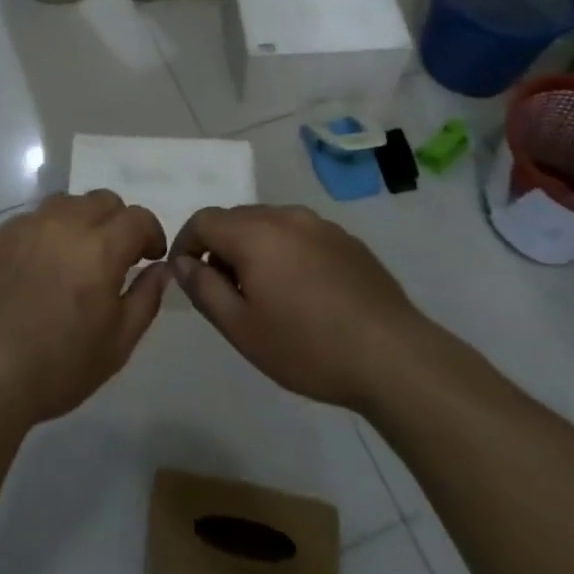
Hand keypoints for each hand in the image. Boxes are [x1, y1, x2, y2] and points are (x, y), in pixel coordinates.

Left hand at [0, 192, 170, 427]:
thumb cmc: (58, 367)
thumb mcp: (117, 344)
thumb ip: (146, 299)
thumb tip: (160, 268)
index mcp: (100, 248)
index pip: (138, 218)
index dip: (151, 234)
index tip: (149, 256)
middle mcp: (64, 224)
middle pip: (102, 200)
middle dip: (118, 222)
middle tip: (115, 257)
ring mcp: (27, 226)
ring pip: (66, 203)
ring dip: (82, 221)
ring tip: (76, 257)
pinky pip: (33, 219)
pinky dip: (48, 232)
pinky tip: (40, 267)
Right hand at [171, 205, 424, 411]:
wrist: (393, 356)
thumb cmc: (308, 347)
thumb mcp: (242, 329)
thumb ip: (203, 289)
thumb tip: (181, 262)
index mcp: (254, 233)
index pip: (203, 220)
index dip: (185, 243)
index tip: (184, 275)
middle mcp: (285, 216)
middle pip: (236, 218)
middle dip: (220, 247)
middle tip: (224, 291)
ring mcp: (320, 225)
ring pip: (269, 224)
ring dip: (253, 248)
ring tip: (263, 293)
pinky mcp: (346, 239)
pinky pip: (300, 234)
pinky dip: (286, 252)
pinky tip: (302, 292)